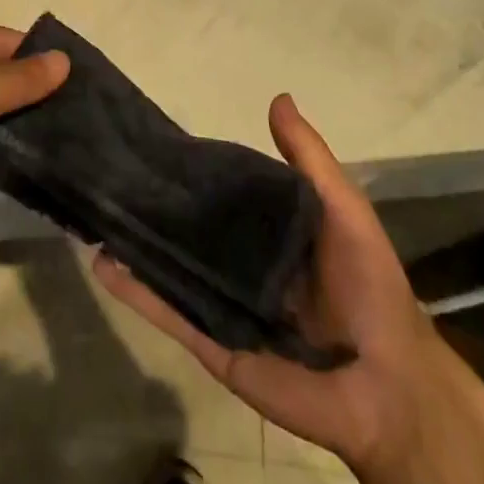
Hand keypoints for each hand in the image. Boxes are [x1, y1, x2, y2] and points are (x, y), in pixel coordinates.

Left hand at [0, 26, 68, 276]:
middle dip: (40, 92)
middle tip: (91, 111)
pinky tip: (48, 168)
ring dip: (29, 128)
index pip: (2, 41)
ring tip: (81, 139)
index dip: (39, 53)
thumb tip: (63, 59)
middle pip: (2, 80)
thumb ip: (15, 81)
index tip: (84, 72)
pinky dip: (12, 159)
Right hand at [93, 93, 439, 473]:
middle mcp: (241, 266)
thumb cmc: (368, 286)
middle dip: (155, 207)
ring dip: (135, 245)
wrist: (387, 387)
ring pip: (170, 268)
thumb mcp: (343, 208)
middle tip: (111, 174)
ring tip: (95, 212)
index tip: (154, 142)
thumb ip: (309, 158)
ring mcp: (223, 306)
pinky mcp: (213, 344)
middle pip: (190, 231)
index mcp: (269, 234)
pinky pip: (170, 314)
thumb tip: (278, 97)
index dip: (192, 170)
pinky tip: (103, 264)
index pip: (222, 194)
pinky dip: (136, 291)